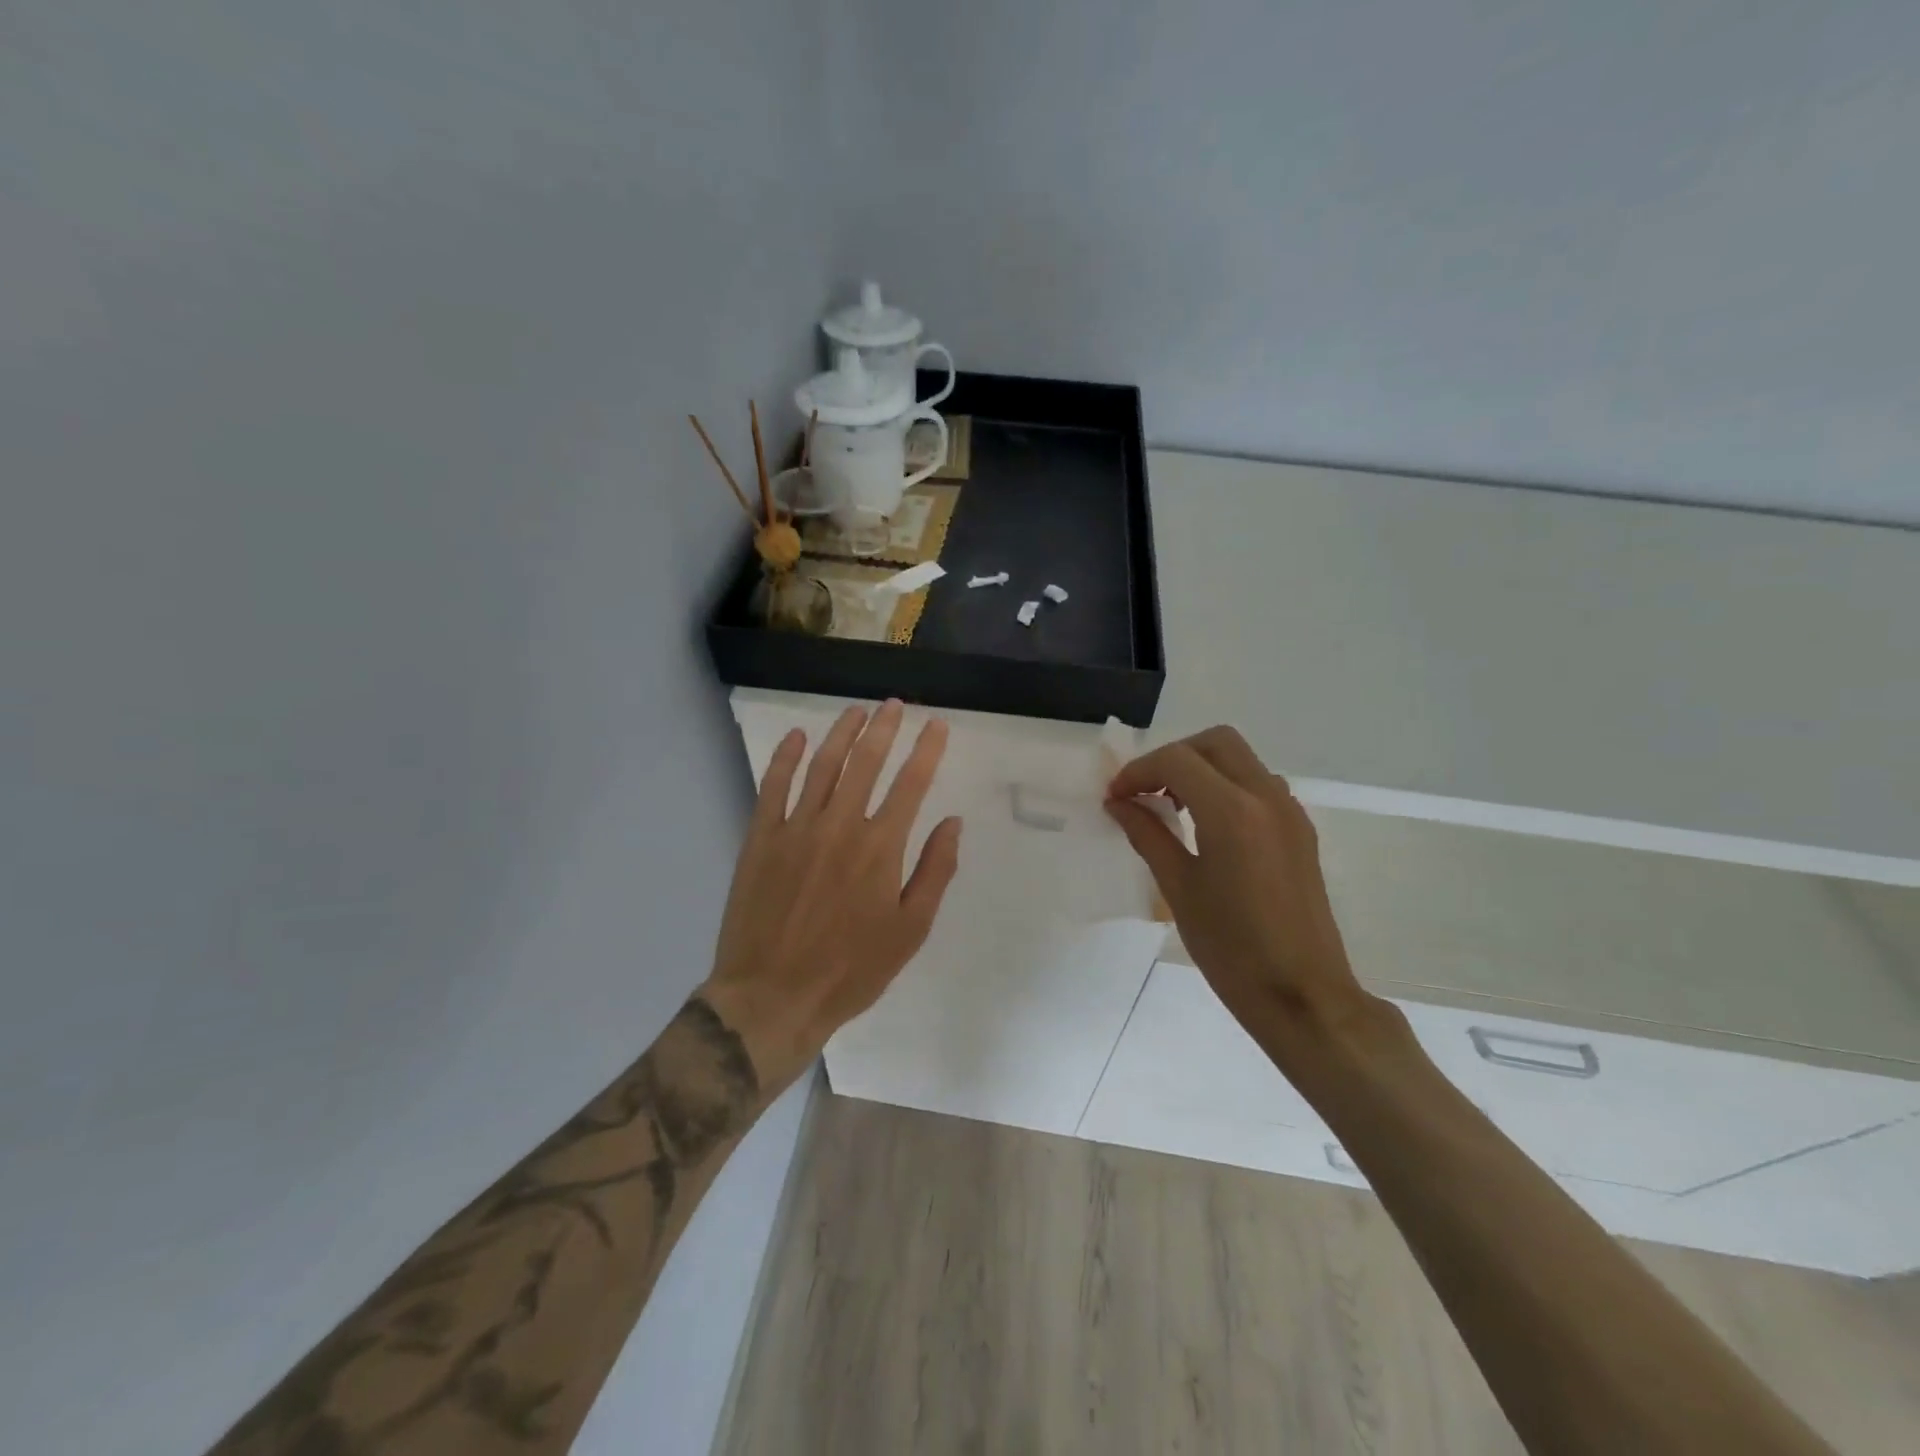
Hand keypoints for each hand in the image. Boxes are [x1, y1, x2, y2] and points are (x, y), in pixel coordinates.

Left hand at [701, 700, 962, 1093]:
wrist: (772, 997)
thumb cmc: (851, 970)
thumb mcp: (910, 930)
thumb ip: (934, 871)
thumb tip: (952, 822)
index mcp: (880, 847)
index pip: (910, 783)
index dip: (927, 750)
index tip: (937, 725)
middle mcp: (839, 825)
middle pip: (866, 762)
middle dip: (885, 728)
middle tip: (895, 705)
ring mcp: (795, 828)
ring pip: (822, 765)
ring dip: (841, 734)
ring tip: (856, 712)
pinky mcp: (761, 838)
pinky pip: (773, 786)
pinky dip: (785, 758)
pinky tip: (796, 737)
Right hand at [1106, 726, 1376, 1050]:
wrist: (1302, 995)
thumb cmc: (1231, 948)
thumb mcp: (1178, 889)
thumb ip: (1148, 835)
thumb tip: (1119, 804)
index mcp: (1233, 812)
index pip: (1177, 760)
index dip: (1138, 772)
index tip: (1116, 798)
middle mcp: (1267, 797)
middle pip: (1215, 742)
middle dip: (1173, 756)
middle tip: (1146, 792)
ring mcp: (1290, 811)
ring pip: (1240, 759)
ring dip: (1201, 768)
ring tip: (1172, 809)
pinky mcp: (1300, 830)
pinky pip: (1258, 785)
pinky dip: (1226, 787)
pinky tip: (1207, 827)